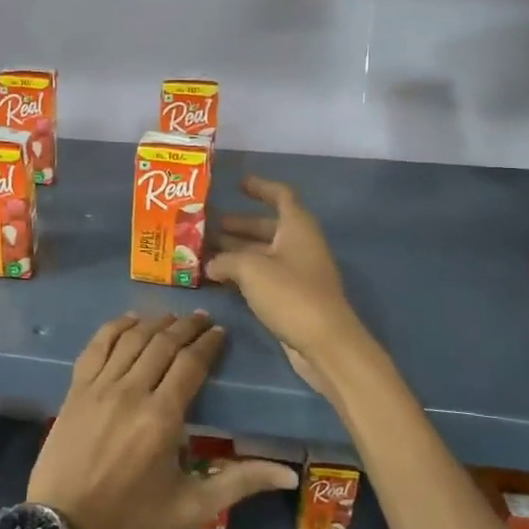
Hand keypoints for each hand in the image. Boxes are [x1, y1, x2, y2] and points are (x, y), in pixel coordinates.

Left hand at [26, 311, 295, 528]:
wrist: (66, 526)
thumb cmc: (134, 519)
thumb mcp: (192, 506)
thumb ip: (240, 482)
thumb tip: (289, 474)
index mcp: (162, 417)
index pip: (190, 364)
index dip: (207, 344)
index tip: (220, 331)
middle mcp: (130, 391)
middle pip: (161, 344)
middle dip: (185, 327)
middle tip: (201, 318)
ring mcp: (98, 387)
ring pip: (130, 340)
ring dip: (153, 323)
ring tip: (171, 317)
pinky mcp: (75, 389)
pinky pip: (96, 346)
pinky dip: (114, 328)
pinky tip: (128, 321)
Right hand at [206, 175, 367, 394]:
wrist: (326, 343)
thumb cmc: (291, 294)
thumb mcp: (251, 269)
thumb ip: (226, 260)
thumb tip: (210, 264)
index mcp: (297, 228)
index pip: (281, 196)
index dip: (260, 187)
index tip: (236, 185)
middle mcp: (298, 245)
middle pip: (266, 226)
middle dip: (237, 224)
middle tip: (205, 224)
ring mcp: (296, 273)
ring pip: (262, 253)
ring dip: (235, 250)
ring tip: (203, 250)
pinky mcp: (290, 297)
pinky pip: (262, 276)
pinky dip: (241, 273)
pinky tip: (217, 278)